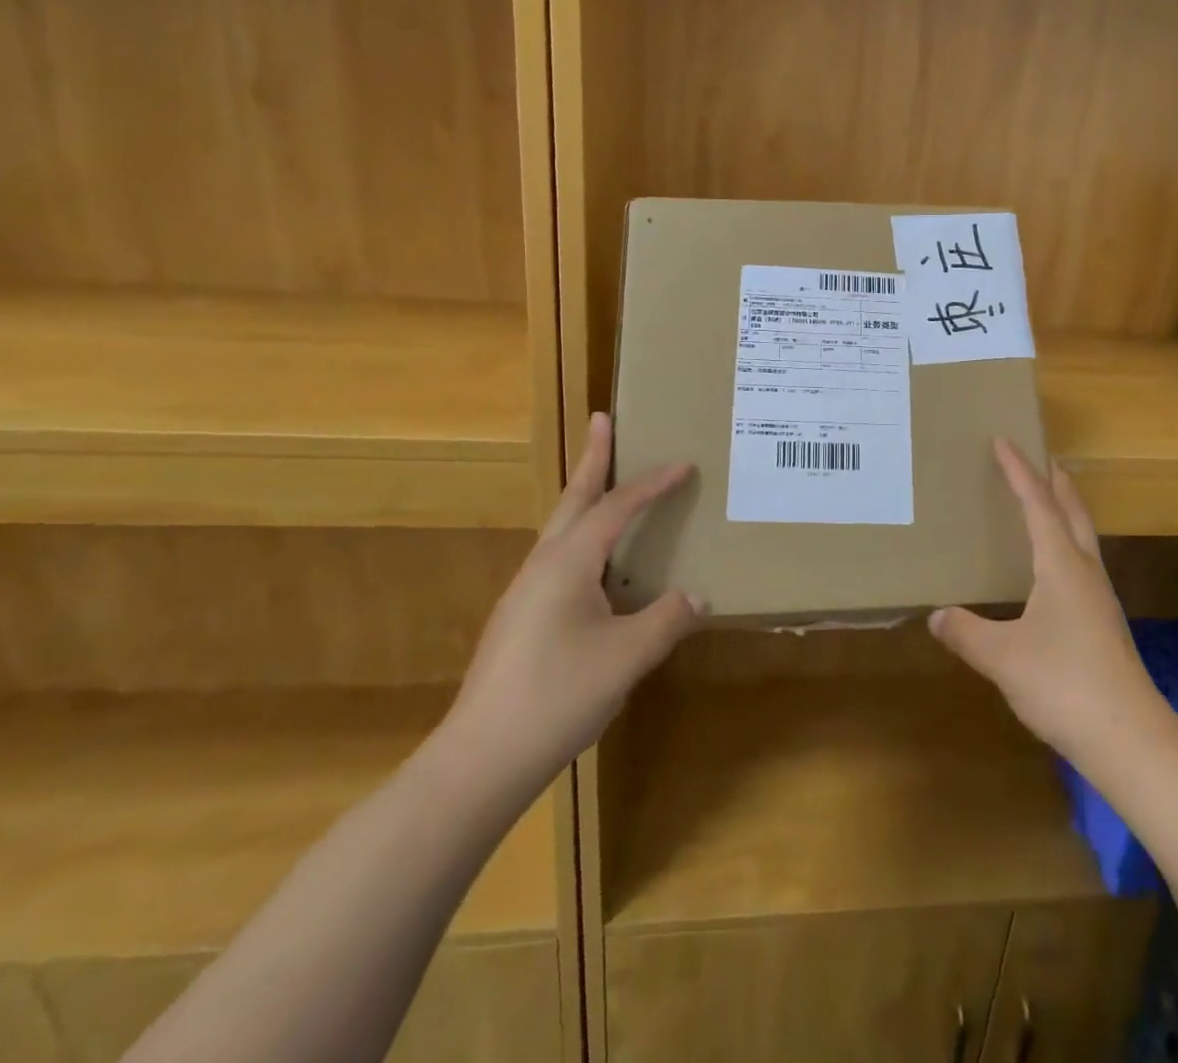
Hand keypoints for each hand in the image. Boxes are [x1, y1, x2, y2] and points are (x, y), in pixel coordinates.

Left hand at [442, 413, 702, 799]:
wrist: (481, 758)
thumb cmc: (559, 695)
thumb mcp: (628, 656)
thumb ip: (667, 619)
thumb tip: (696, 596)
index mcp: (569, 562)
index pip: (617, 508)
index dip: (653, 485)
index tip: (683, 464)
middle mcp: (542, 566)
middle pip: (573, 499)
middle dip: (592, 459)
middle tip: (601, 420)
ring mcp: (525, 593)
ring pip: (562, 529)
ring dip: (584, 498)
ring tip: (604, 484)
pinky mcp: (520, 620)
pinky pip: (558, 559)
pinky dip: (582, 539)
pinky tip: (595, 568)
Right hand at [929, 441, 1165, 767]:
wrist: (1129, 738)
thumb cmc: (1063, 684)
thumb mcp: (1002, 657)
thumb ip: (967, 632)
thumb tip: (937, 615)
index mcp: (1061, 566)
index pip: (1038, 505)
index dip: (1019, 471)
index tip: (1004, 441)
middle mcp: (1085, 572)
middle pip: (1073, 512)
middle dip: (1056, 481)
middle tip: (1040, 457)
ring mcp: (1099, 598)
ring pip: (1083, 537)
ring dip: (1066, 510)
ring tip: (1046, 500)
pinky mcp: (1103, 623)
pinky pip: (1082, 564)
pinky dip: (1066, 544)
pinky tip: (1052, 568)